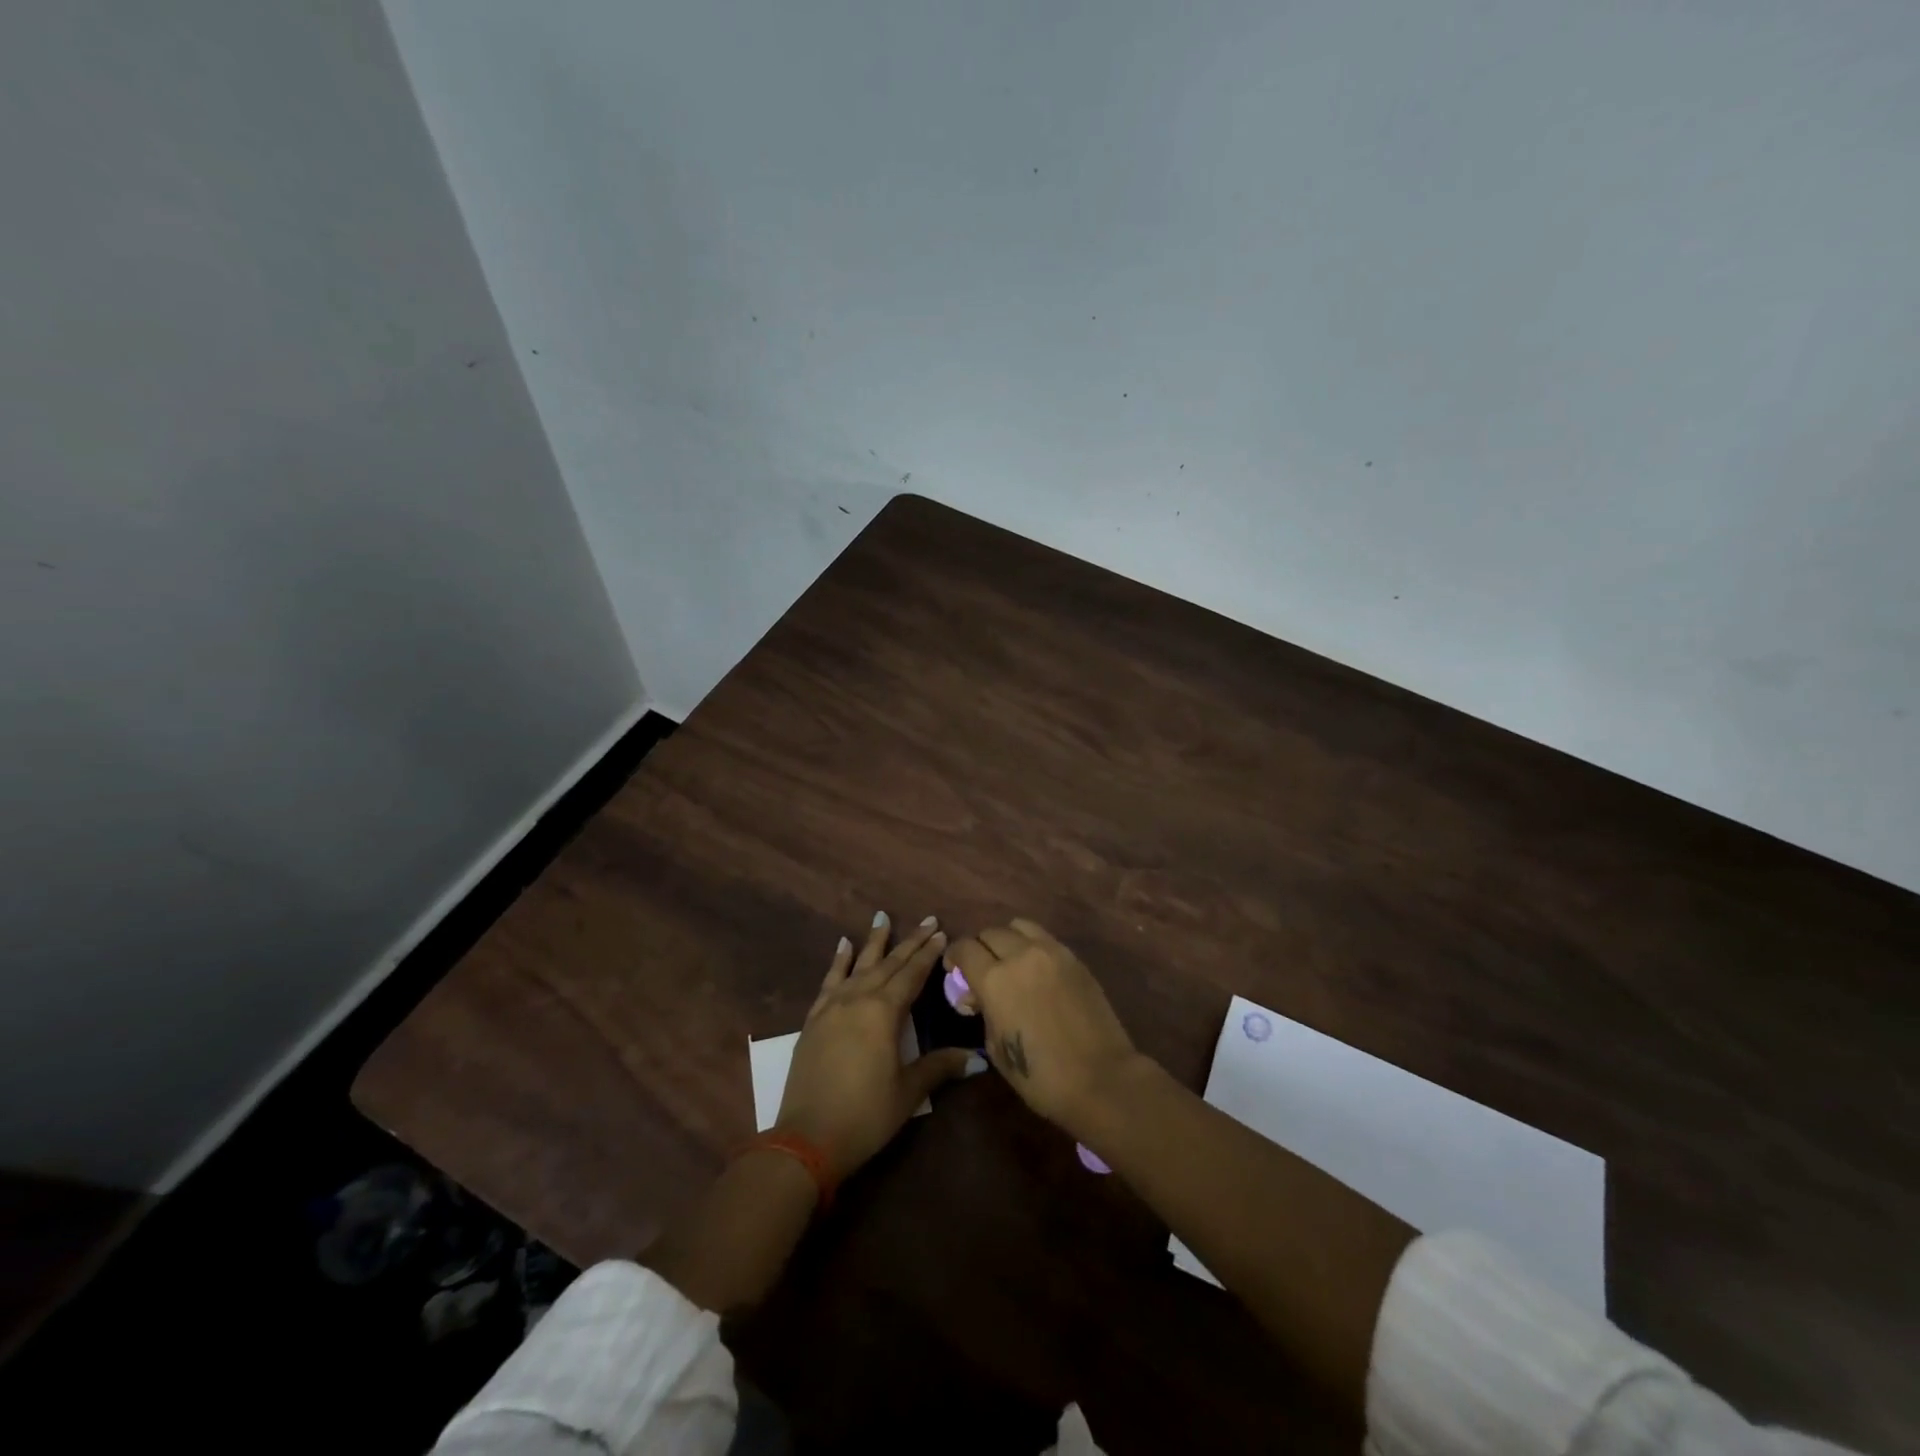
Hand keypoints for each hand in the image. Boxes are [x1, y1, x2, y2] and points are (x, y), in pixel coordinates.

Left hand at [776, 913, 970, 1180]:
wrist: (807, 1139)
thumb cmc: (865, 1115)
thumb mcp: (908, 1092)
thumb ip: (939, 1067)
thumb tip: (977, 1058)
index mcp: (884, 1012)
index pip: (912, 975)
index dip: (928, 955)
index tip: (942, 933)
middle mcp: (858, 999)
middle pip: (888, 964)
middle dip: (910, 942)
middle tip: (927, 920)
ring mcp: (832, 1007)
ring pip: (858, 965)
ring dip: (873, 942)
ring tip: (882, 917)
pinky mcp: (814, 1020)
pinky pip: (829, 981)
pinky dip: (838, 962)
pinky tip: (843, 946)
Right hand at [943, 918, 1143, 1139]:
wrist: (1101, 1079)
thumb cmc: (1041, 1076)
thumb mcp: (996, 1048)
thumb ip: (984, 1012)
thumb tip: (978, 996)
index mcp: (995, 979)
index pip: (964, 948)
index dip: (954, 956)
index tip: (954, 970)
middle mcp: (1021, 955)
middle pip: (990, 932)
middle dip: (979, 948)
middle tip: (981, 969)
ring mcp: (1052, 952)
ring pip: (1019, 926)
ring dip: (1007, 939)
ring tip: (1009, 961)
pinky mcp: (1075, 958)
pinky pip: (1044, 938)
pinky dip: (1032, 945)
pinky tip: (1035, 969)